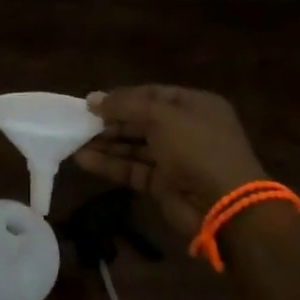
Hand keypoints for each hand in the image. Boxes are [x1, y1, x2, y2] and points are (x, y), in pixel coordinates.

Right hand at [73, 85, 268, 237]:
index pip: (153, 94)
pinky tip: (83, 159)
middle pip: (141, 120)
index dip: (123, 96)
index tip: (92, 101)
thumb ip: (125, 106)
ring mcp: (175, 159)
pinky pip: (133, 169)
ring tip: (74, 140)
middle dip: (111, 121)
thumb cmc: (197, 147)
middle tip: (79, 122)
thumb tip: (92, 99)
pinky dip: (110, 165)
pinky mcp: (163, 185)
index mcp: (195, 105)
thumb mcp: (161, 117)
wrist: (225, 205)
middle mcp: (186, 129)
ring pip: (134, 146)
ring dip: (106, 143)